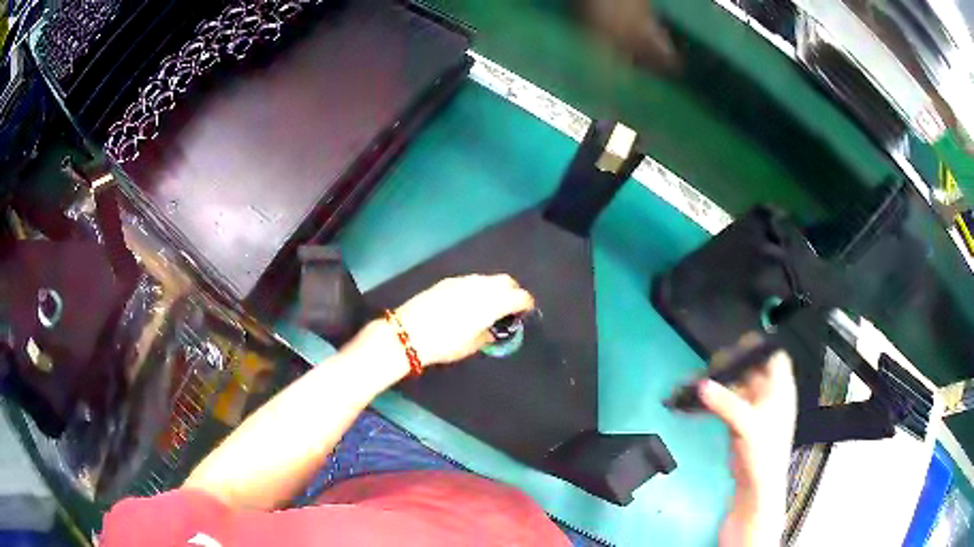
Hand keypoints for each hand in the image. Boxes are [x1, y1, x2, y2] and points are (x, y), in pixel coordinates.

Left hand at [394, 274, 534, 365]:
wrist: (408, 332)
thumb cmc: (444, 343)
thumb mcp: (471, 345)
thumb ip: (488, 335)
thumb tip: (494, 330)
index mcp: (492, 303)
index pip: (519, 296)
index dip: (526, 304)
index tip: (526, 312)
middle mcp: (481, 286)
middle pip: (506, 281)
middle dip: (513, 291)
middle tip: (511, 306)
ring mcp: (463, 280)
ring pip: (488, 278)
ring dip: (495, 288)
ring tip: (490, 304)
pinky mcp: (448, 281)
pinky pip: (471, 280)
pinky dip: (478, 287)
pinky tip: (470, 301)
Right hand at [698, 351, 795, 545]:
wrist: (756, 487)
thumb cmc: (763, 453)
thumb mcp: (747, 425)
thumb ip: (726, 403)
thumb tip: (701, 385)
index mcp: (780, 387)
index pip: (774, 355)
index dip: (759, 345)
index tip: (737, 340)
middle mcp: (769, 393)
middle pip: (751, 367)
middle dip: (732, 363)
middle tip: (710, 362)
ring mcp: (754, 407)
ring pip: (736, 384)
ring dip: (719, 382)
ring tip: (698, 380)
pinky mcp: (740, 420)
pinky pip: (727, 401)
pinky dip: (714, 399)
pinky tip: (698, 399)